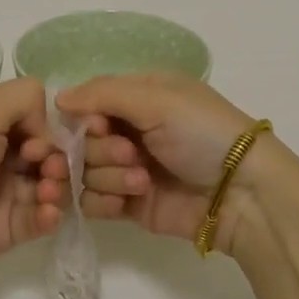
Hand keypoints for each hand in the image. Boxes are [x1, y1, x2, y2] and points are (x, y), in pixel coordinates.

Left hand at [0, 78, 65, 291]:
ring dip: (58, 185)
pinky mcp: (9, 229)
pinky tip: (45, 214)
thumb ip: (24, 97)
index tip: (37, 140)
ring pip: (51, 183)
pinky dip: (51, 214)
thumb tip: (46, 125)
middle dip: (58, 157)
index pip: (36, 116)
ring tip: (46, 194)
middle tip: (47, 169)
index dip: (46, 126)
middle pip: (49, 150)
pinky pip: (43, 217)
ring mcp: (5, 193)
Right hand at [46, 73, 265, 253]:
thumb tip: (57, 97)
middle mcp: (129, 129)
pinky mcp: (129, 204)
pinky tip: (125, 202)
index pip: (88, 101)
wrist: (241, 193)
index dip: (84, 116)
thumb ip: (102, 94)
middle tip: (131, 155)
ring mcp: (127, 168)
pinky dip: (103, 201)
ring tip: (141, 181)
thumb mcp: (156, 99)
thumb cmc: (202, 133)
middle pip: (82, 139)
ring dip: (108, 175)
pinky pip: (93, 201)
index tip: (99, 126)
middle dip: (101, 149)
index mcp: (138, 96)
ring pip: (84, 171)